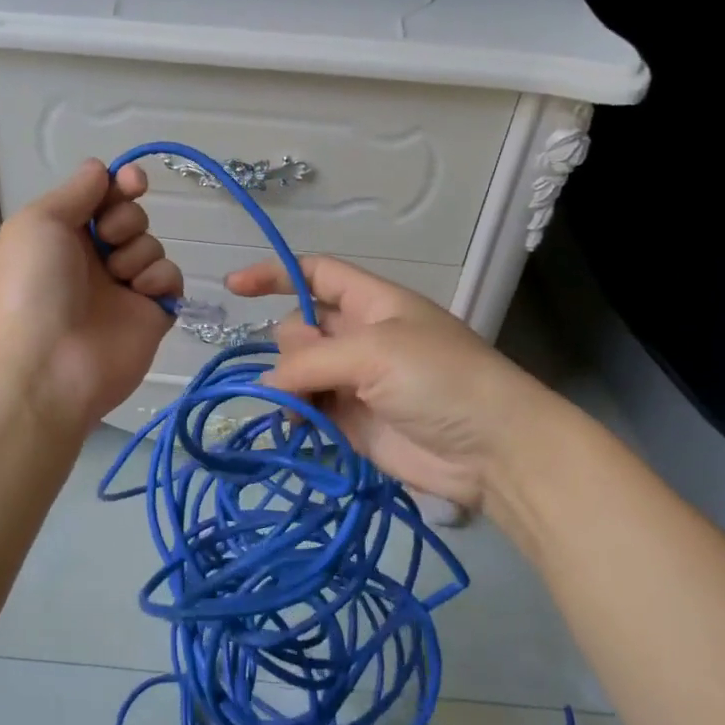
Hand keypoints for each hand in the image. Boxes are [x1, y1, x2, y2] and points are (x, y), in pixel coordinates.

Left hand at [0, 159, 181, 430]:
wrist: (47, 367)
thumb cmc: (32, 287)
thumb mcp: (38, 222)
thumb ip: (76, 190)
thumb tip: (101, 169)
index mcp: (60, 235)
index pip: (100, 197)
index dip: (119, 184)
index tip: (132, 181)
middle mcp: (91, 259)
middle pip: (130, 216)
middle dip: (125, 219)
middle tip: (106, 240)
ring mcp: (122, 288)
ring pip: (152, 245)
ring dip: (138, 251)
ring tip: (118, 277)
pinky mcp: (150, 314)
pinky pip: (170, 279)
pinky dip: (160, 279)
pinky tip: (141, 293)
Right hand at [224, 255, 560, 520]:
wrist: (491, 450)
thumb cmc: (439, 379)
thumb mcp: (375, 351)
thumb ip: (312, 361)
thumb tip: (268, 383)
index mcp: (372, 302)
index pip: (315, 274)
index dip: (275, 274)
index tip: (233, 286)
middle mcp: (360, 336)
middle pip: (300, 326)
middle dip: (292, 346)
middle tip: (312, 371)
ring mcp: (355, 380)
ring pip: (298, 370)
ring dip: (288, 383)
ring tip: (300, 406)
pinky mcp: (351, 422)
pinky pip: (307, 408)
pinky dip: (295, 413)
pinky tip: (298, 424)